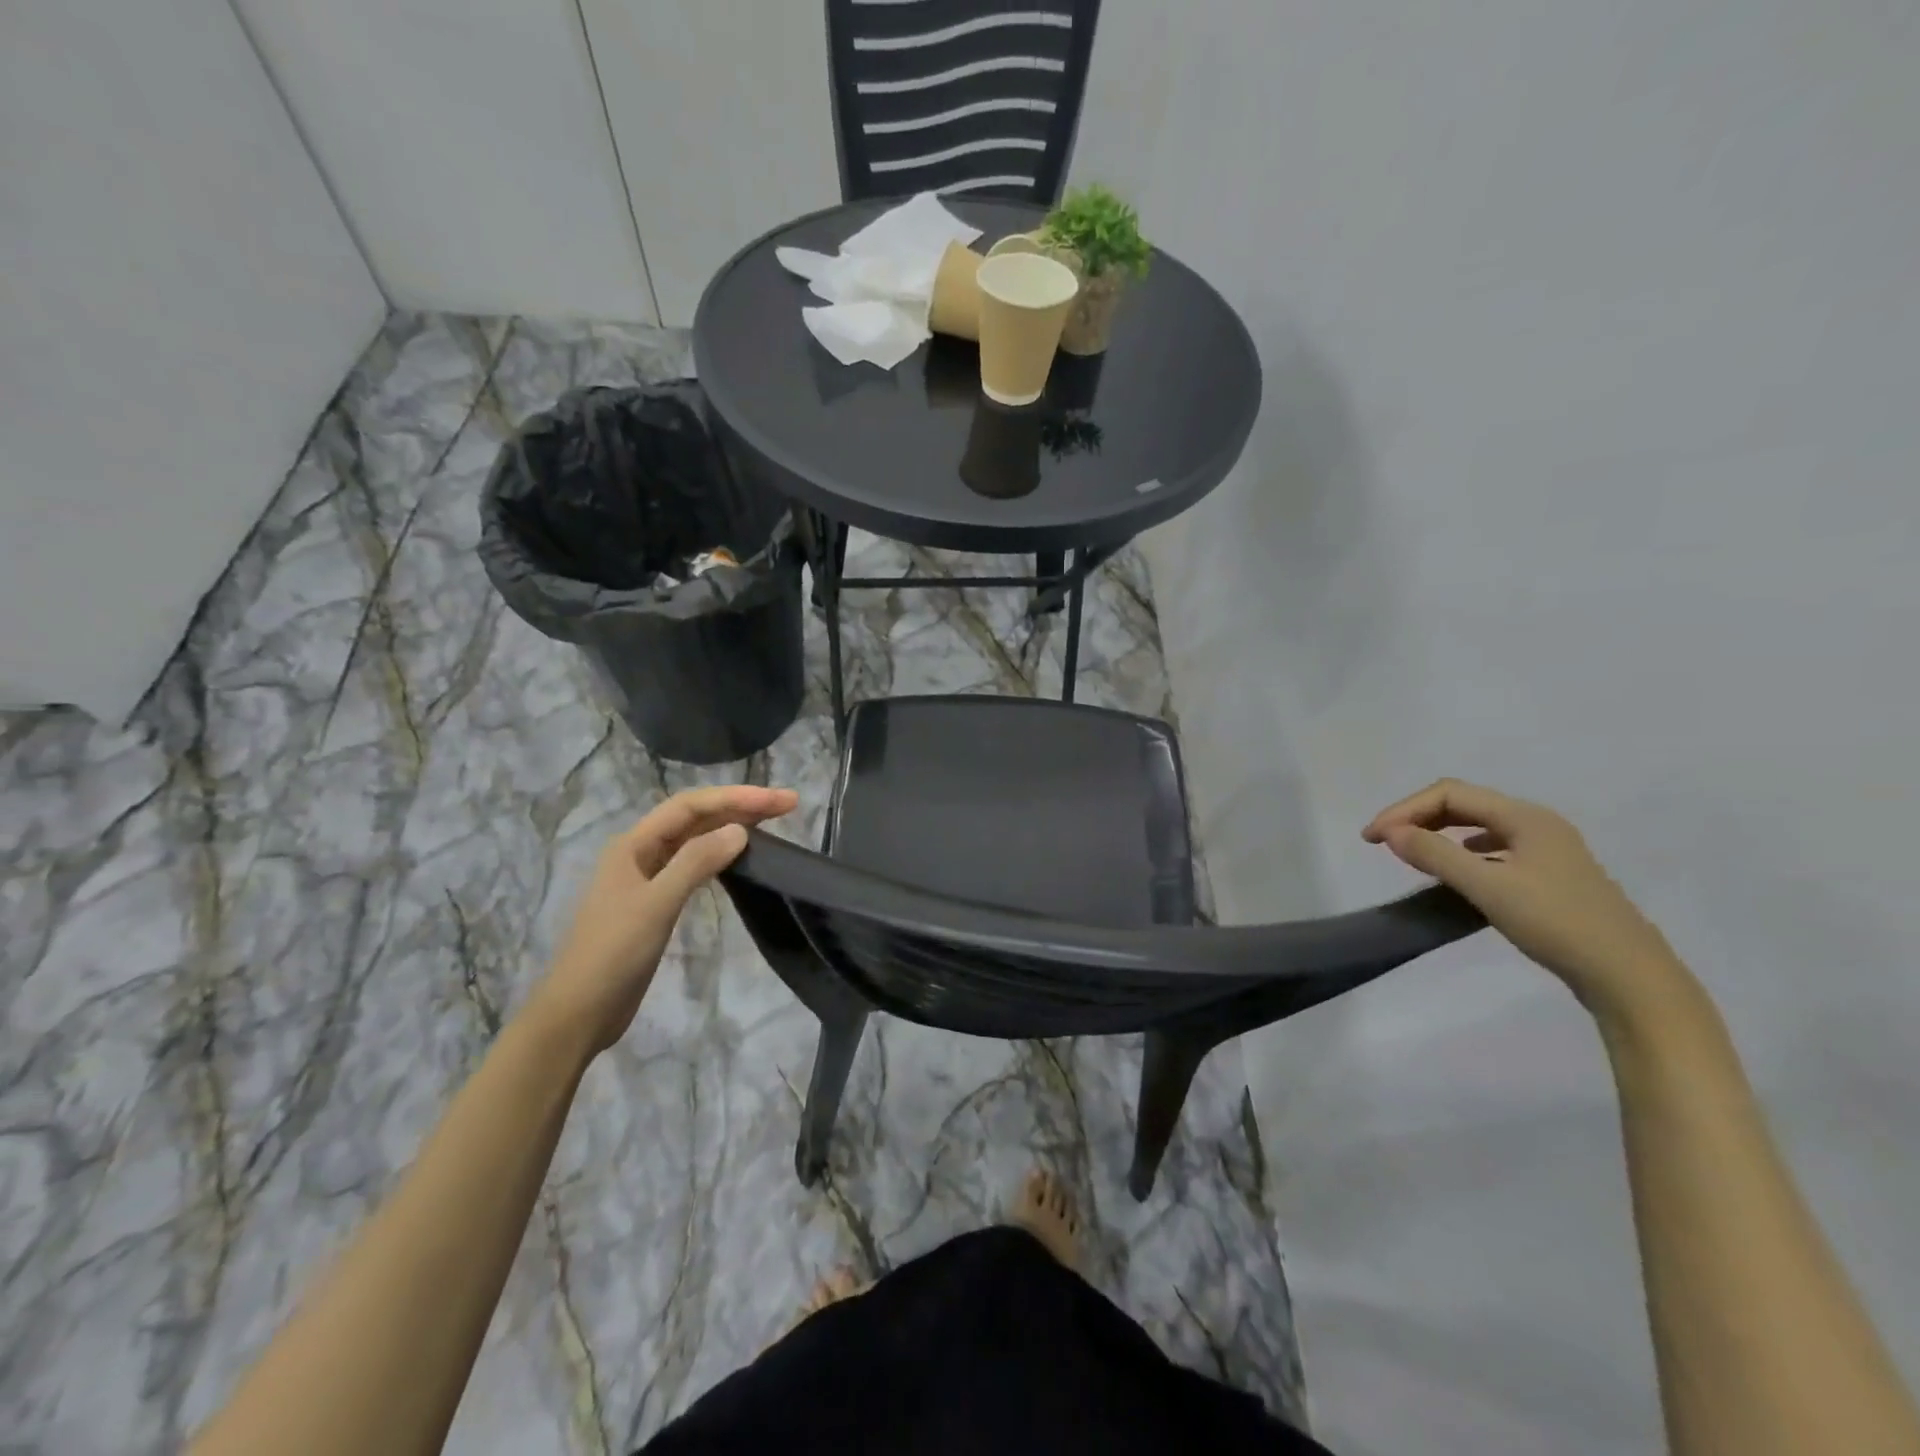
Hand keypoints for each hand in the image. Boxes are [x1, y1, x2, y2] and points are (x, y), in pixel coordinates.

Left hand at [532, 785, 797, 1052]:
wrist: (579, 1012)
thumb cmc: (613, 953)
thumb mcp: (656, 904)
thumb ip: (696, 863)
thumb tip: (740, 830)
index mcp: (634, 844)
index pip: (691, 805)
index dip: (737, 797)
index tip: (780, 800)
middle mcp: (641, 853)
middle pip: (696, 818)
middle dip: (740, 807)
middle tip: (787, 805)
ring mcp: (648, 879)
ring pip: (696, 840)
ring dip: (731, 828)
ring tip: (771, 824)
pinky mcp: (657, 903)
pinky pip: (694, 866)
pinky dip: (720, 856)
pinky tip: (740, 859)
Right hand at [1364, 779, 1682, 1016]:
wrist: (1630, 978)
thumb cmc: (1557, 924)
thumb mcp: (1489, 887)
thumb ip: (1435, 855)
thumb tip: (1390, 832)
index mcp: (1525, 817)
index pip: (1449, 794)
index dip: (1404, 809)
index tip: (1373, 839)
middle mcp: (1536, 824)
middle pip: (1463, 804)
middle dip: (1418, 817)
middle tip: (1383, 843)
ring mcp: (1547, 850)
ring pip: (1478, 825)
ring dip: (1438, 832)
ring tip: (1411, 854)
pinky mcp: (1549, 876)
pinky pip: (1493, 849)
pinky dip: (1462, 852)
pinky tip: (1456, 871)